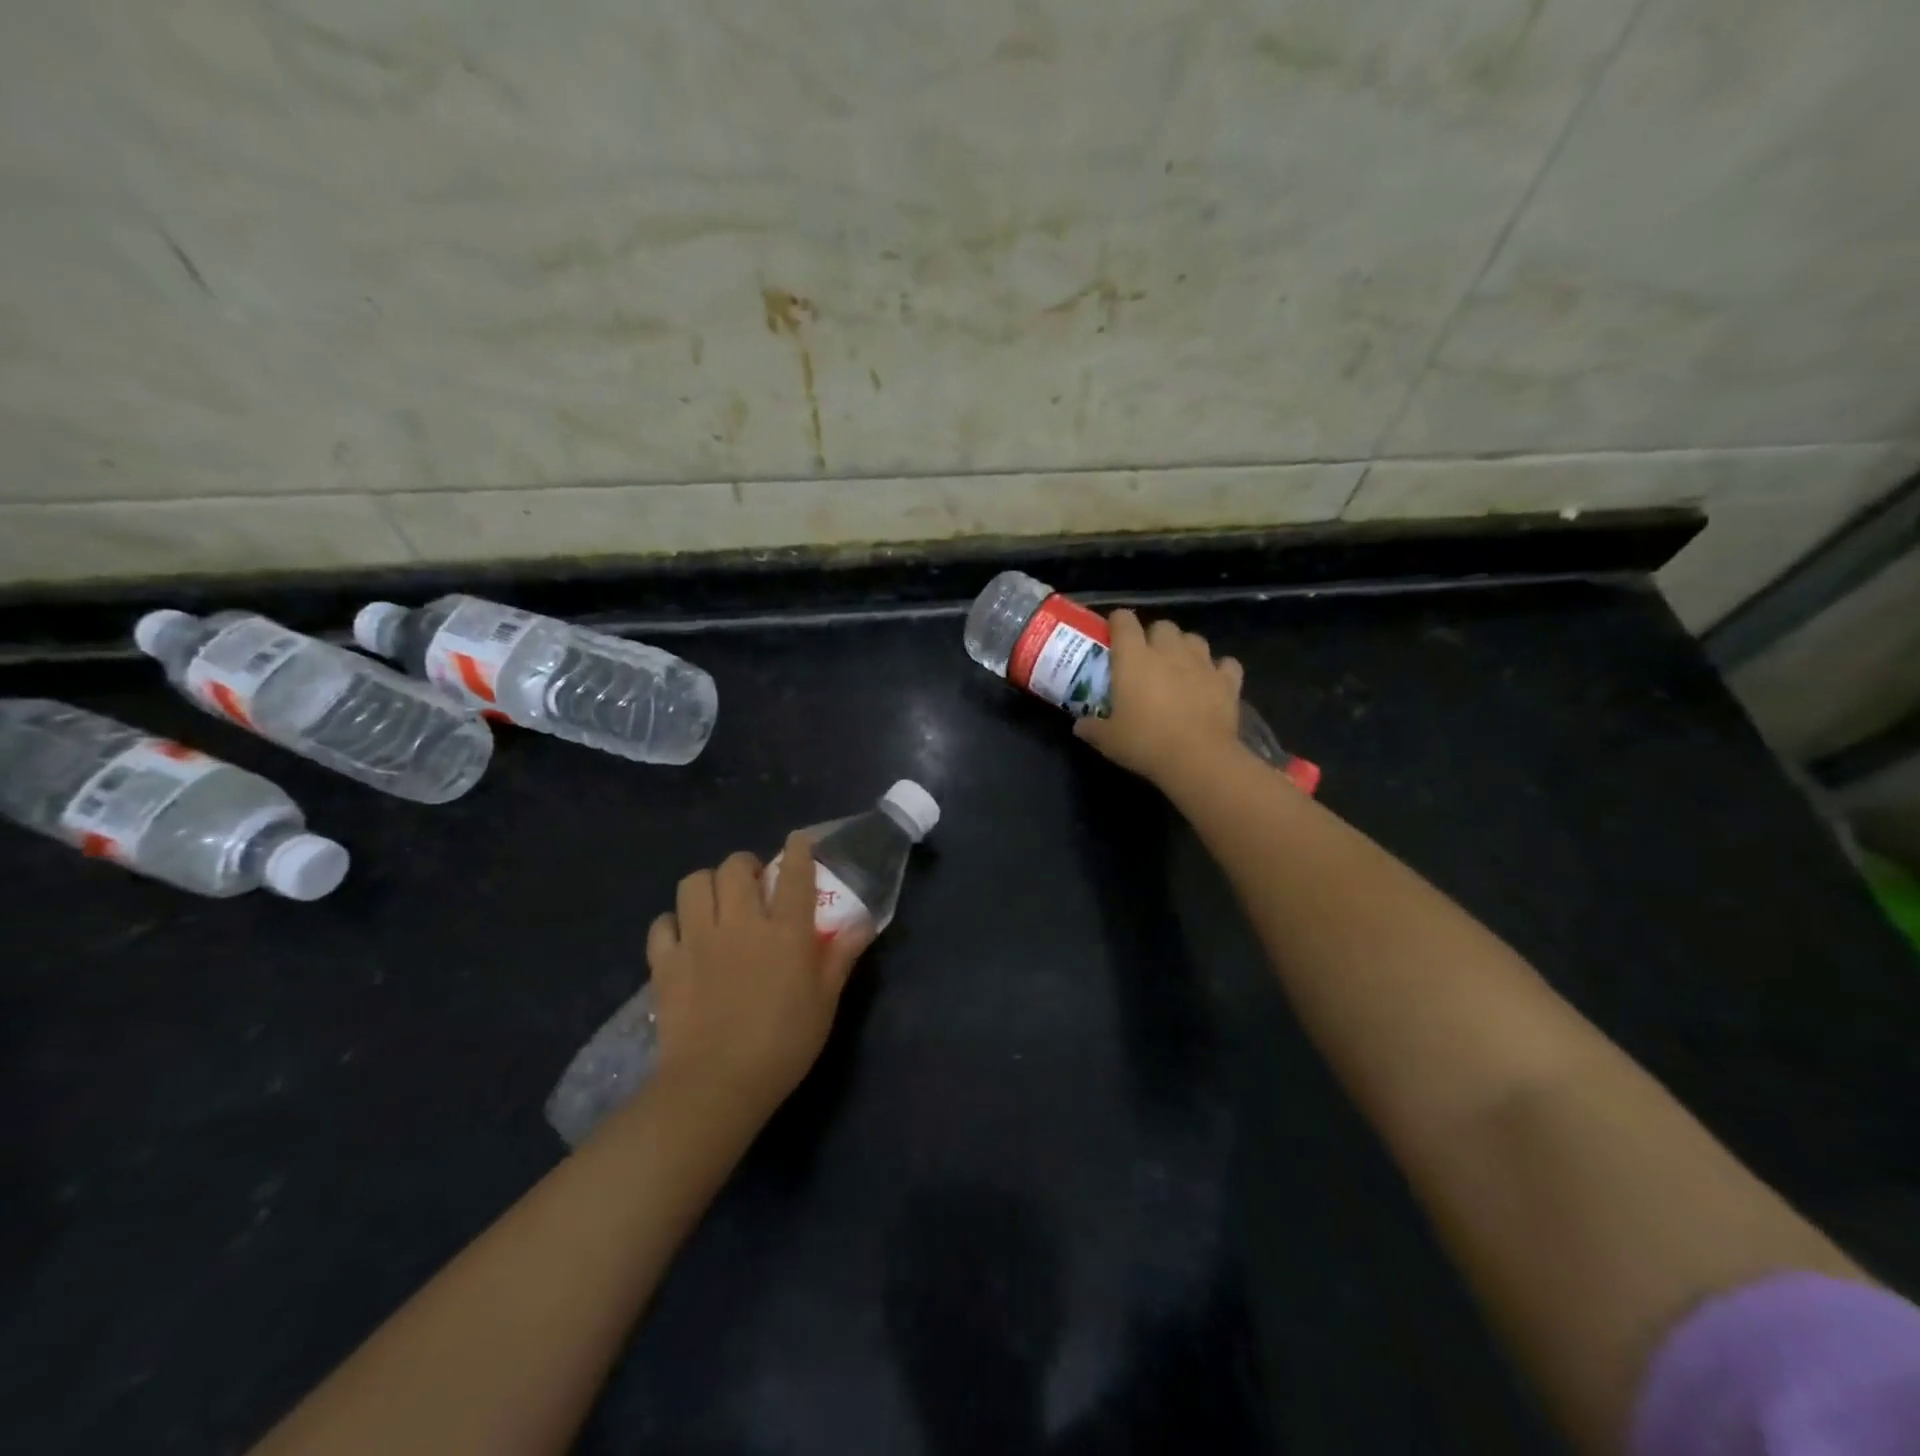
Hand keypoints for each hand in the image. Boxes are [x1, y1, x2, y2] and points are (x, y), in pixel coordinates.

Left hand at [646, 832, 873, 1119]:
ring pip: (694, 884)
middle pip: (736, 867)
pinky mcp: (666, 963)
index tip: (799, 841)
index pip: (795, 874)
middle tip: (753, 885)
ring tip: (716, 903)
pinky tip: (683, 939)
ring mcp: (698, 940)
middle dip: (745, 866)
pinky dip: (672, 924)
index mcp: (785, 932)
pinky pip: (662, 924)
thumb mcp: (825, 1003)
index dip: (799, 849)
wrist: (717, 1085)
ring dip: (708, 886)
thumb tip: (862, 923)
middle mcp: (741, 923)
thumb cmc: (783, 1045)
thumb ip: (841, 957)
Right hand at [1074, 609, 1245, 785]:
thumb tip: (1079, 726)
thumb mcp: (1108, 740)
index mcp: (1134, 658)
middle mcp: (1168, 651)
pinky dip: (1219, 670)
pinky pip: (1225, 664)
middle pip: (1162, 625)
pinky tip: (1212, 682)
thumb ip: (1092, 728)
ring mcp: (1202, 663)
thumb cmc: (1145, 743)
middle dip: (1154, 636)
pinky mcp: (1228, 681)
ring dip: (1185, 648)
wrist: (1198, 759)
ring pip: (1194, 639)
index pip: (1124, 621)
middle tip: (1147, 659)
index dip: (1117, 623)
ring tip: (1179, 668)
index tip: (1113, 636)